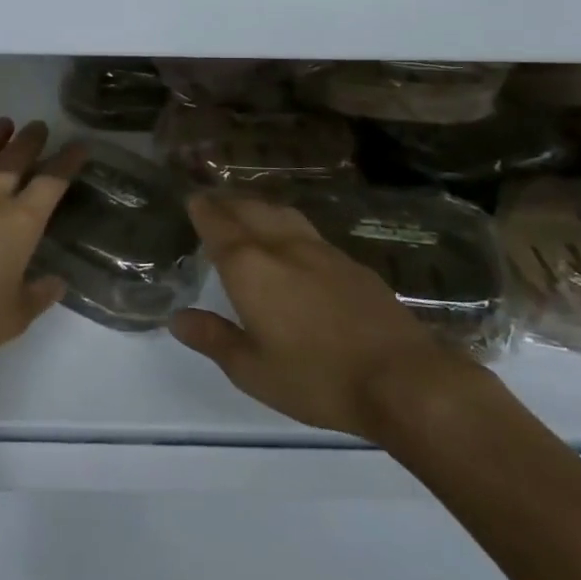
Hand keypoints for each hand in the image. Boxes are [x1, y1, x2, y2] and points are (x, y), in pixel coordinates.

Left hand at [0, 118, 84, 362]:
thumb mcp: (15, 316)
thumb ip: (39, 296)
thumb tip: (57, 283)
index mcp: (20, 220)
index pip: (53, 180)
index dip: (68, 160)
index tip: (79, 145)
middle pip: (16, 155)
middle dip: (31, 139)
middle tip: (39, 126)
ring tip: (2, 125)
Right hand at [170, 194, 490, 442]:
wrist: (403, 379)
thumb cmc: (317, 379)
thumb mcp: (253, 370)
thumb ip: (213, 338)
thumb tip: (177, 318)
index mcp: (251, 268)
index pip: (219, 226)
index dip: (203, 210)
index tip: (192, 199)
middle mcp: (282, 246)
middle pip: (249, 210)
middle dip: (227, 202)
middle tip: (213, 202)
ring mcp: (321, 250)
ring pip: (281, 213)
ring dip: (258, 206)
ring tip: (248, 210)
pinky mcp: (351, 263)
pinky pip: (307, 230)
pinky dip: (287, 224)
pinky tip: (293, 242)